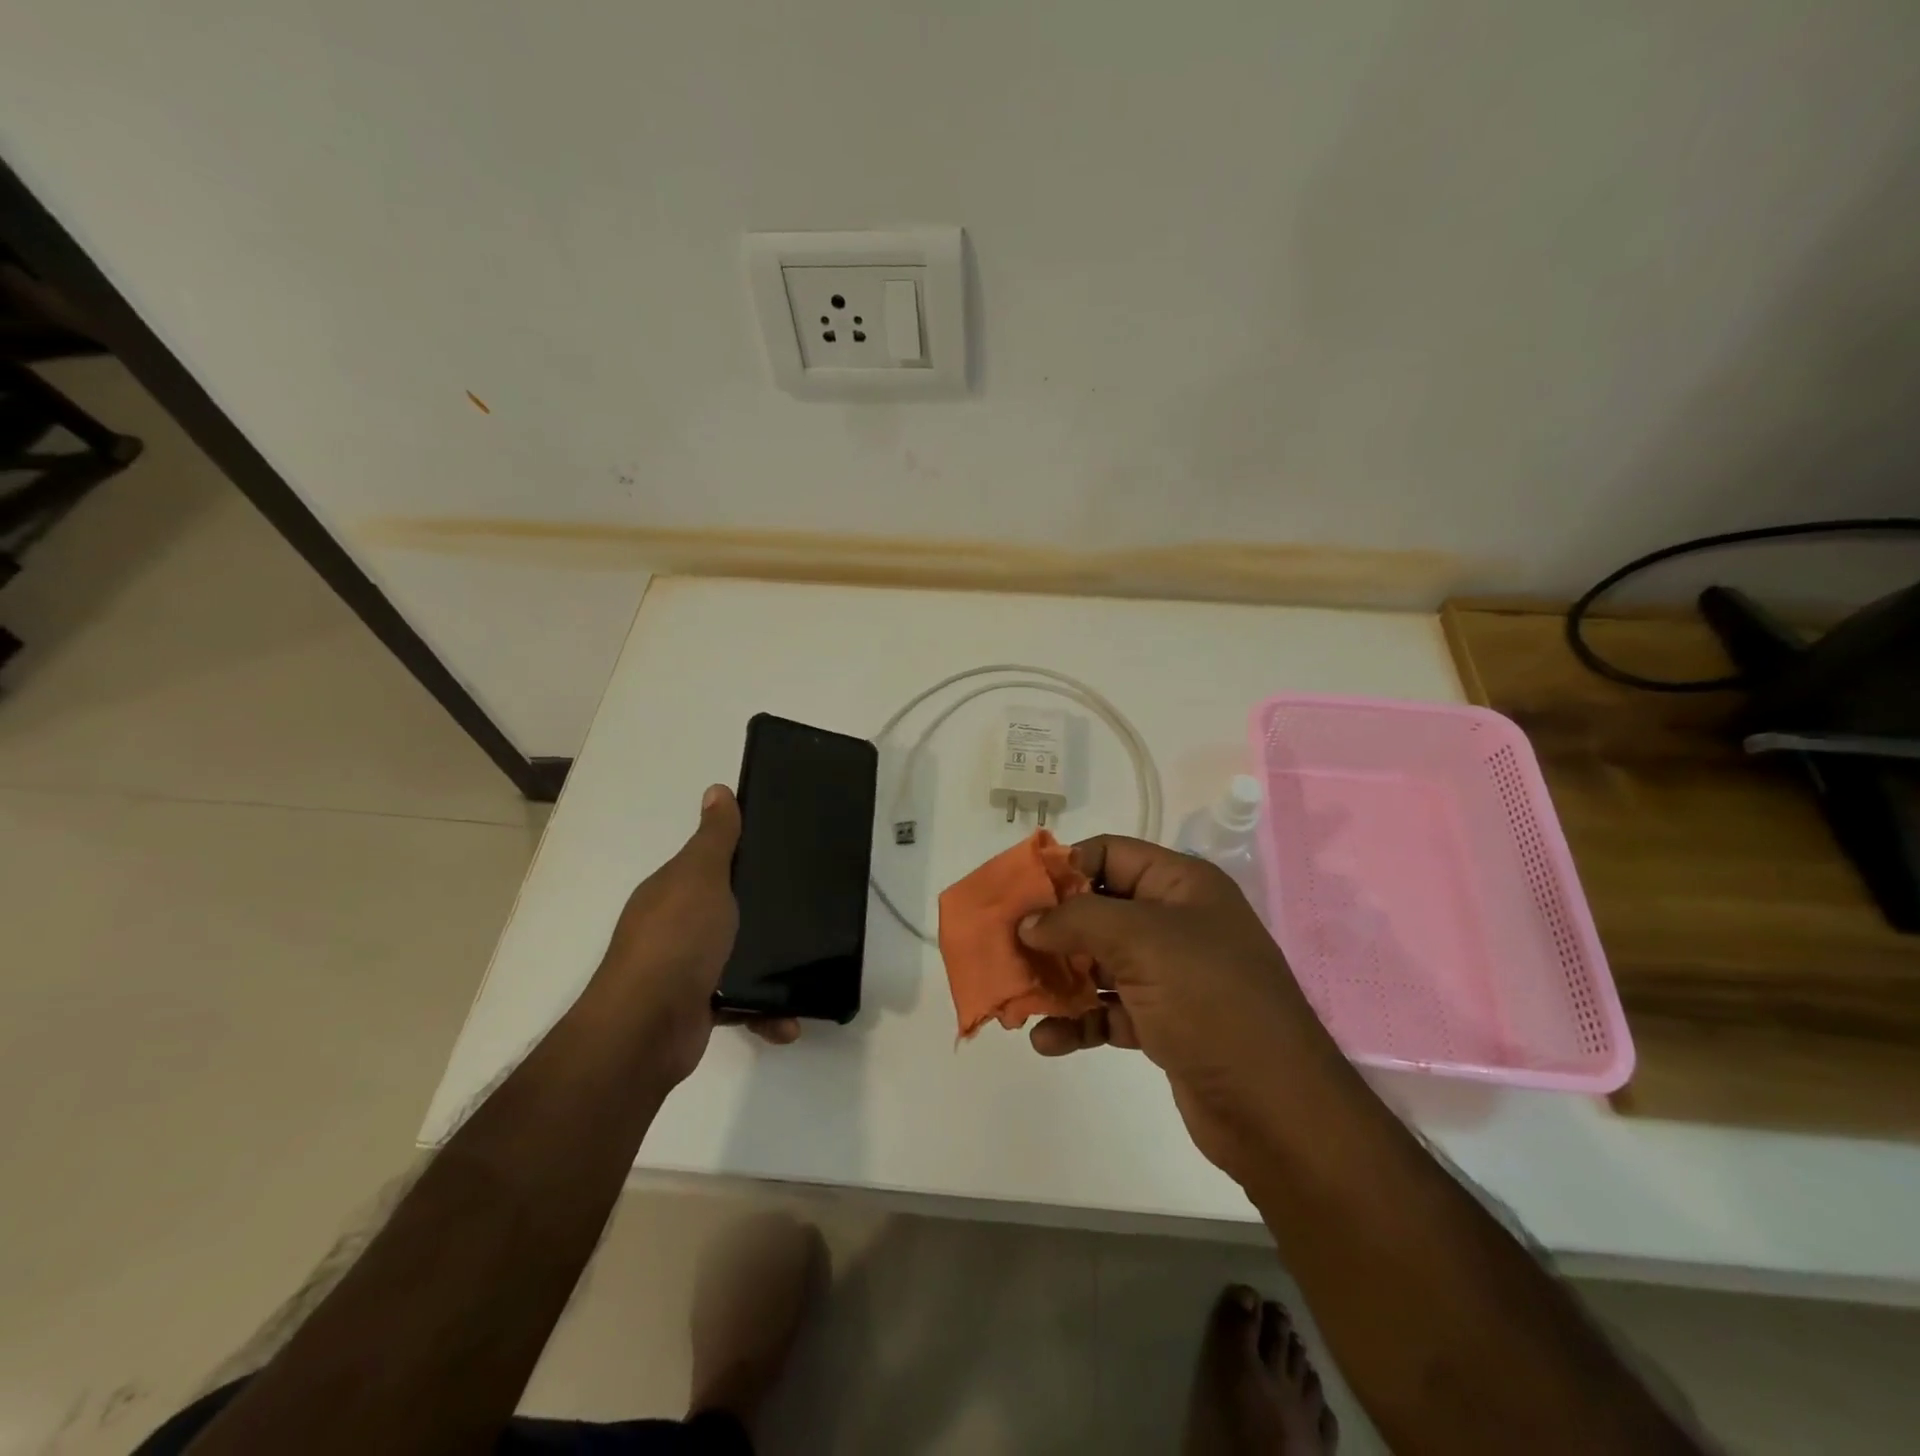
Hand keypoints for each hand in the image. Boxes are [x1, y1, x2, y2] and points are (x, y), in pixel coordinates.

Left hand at [590, 785, 799, 1086]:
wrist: (647, 1028)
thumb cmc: (676, 939)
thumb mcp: (701, 876)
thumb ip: (715, 838)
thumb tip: (717, 789)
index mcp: (672, 891)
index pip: (710, 864)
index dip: (743, 855)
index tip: (786, 852)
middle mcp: (675, 927)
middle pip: (727, 910)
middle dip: (763, 912)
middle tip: (810, 907)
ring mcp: (686, 970)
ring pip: (738, 957)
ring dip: (770, 968)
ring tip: (806, 969)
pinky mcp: (700, 1008)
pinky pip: (742, 1003)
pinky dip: (765, 1012)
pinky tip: (789, 1020)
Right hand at [1017, 836, 1344, 1181]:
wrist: (1277, 1111)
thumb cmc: (1212, 1002)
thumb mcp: (1143, 943)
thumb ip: (1077, 922)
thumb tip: (1028, 922)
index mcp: (1181, 885)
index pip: (1110, 854)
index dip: (1063, 868)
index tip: (1018, 893)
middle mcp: (1175, 923)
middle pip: (1098, 911)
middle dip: (1051, 930)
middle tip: (1006, 947)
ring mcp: (1170, 975)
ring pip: (1098, 963)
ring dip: (1058, 979)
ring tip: (1018, 998)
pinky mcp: (1163, 1022)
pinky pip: (1108, 1010)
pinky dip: (1078, 1022)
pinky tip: (1047, 1041)